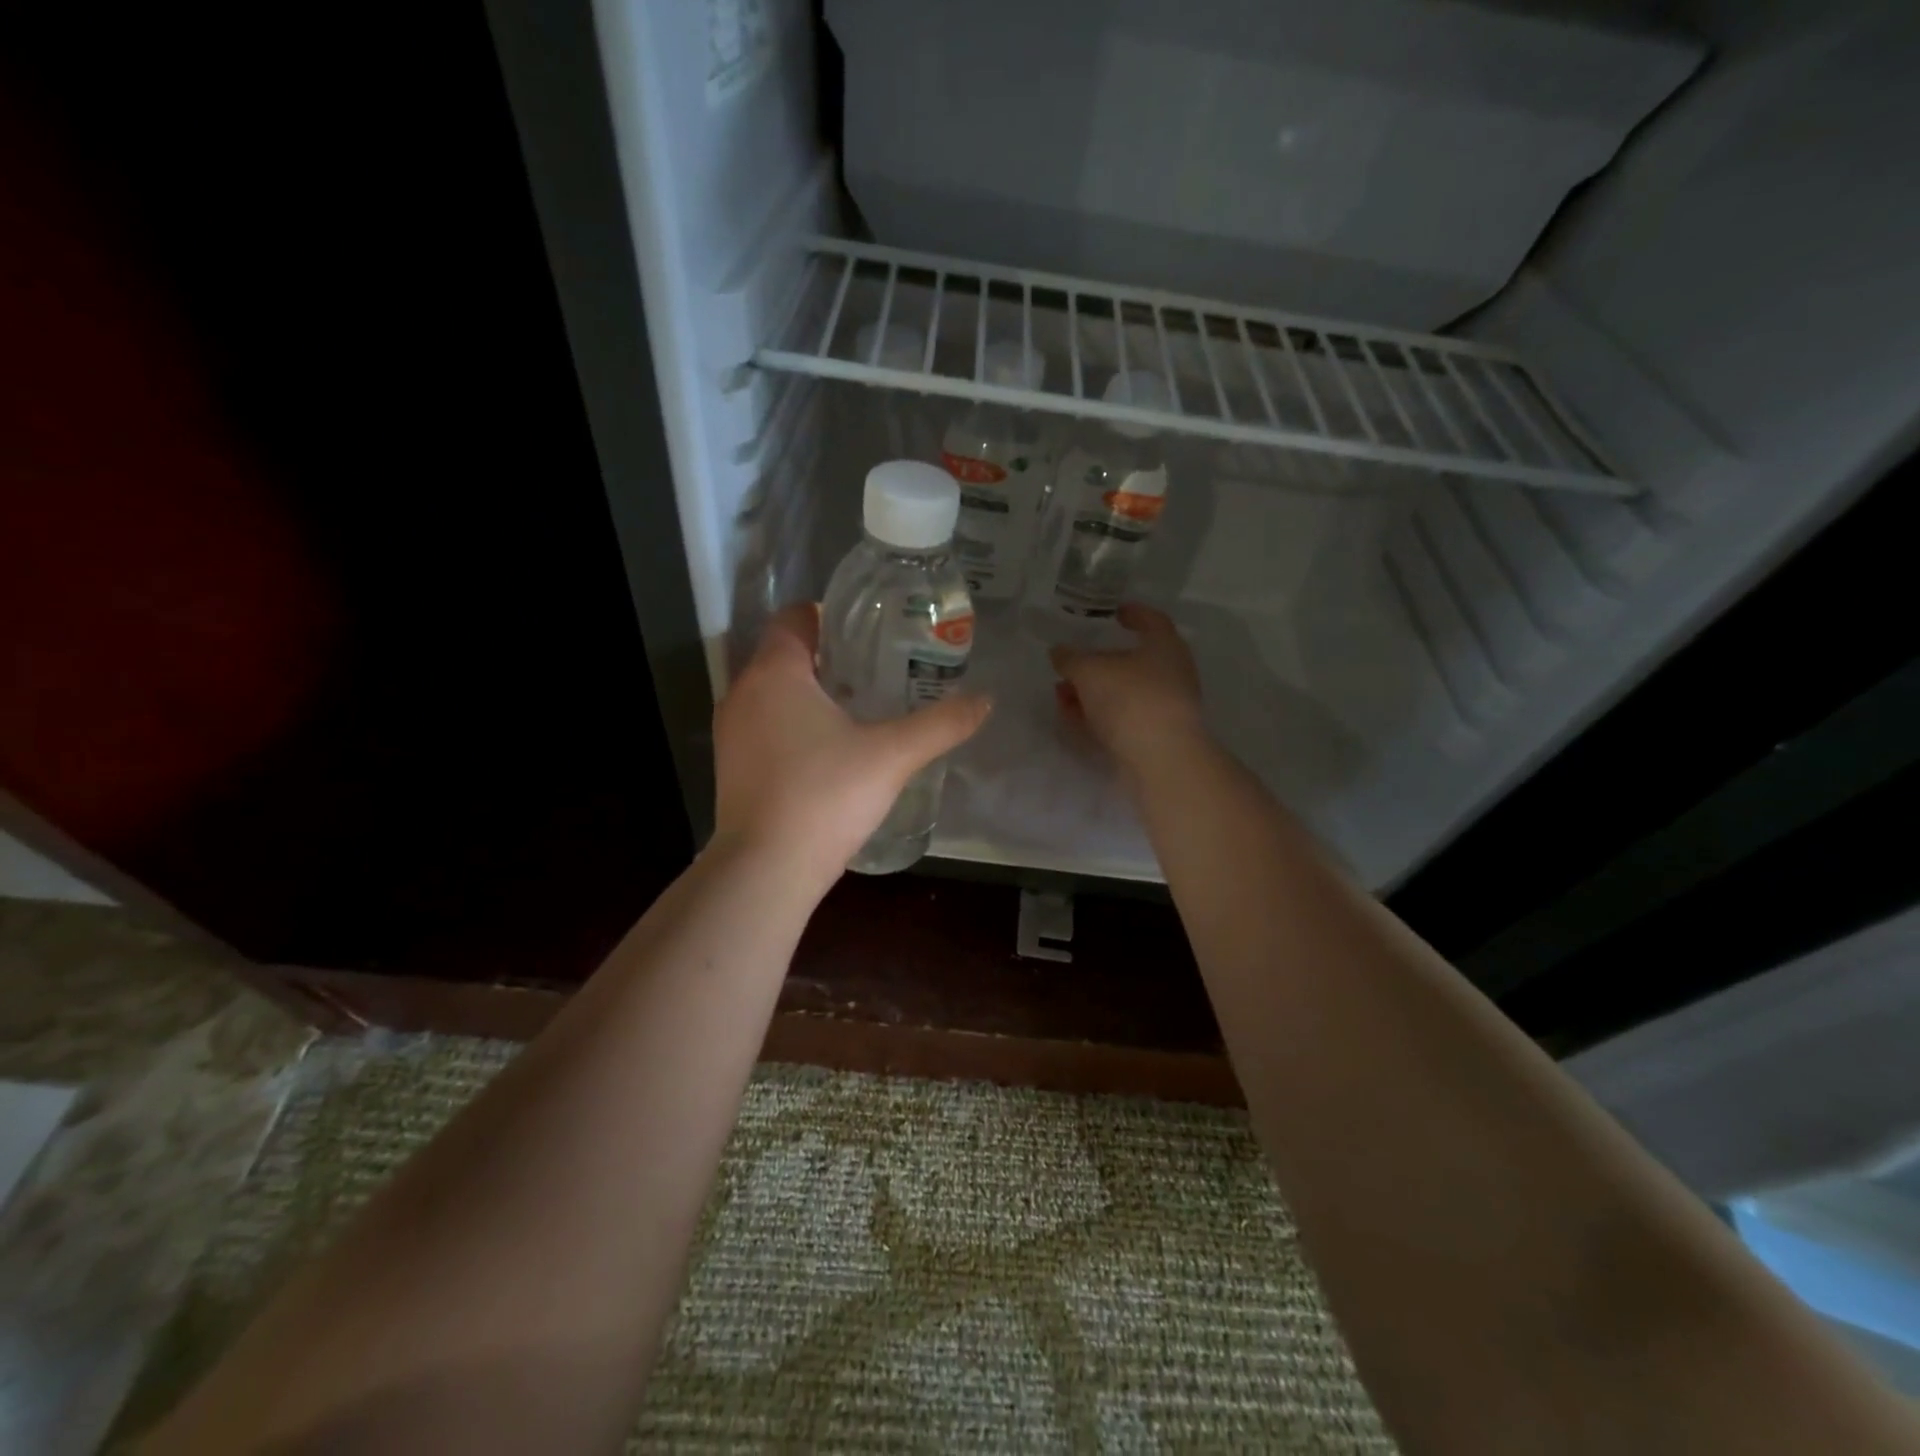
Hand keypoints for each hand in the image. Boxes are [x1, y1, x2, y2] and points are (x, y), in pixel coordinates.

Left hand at [711, 603, 990, 878]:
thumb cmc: (825, 796)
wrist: (765, 870)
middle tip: (875, 668)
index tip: (868, 632)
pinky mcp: (730, 766)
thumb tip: (986, 700)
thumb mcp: (892, 756)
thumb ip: (941, 724)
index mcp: (775, 672)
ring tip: (856, 707)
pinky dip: (791, 723)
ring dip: (807, 692)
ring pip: (771, 692)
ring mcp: (731, 731)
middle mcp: (743, 692)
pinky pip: (763, 725)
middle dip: (827, 656)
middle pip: (783, 653)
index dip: (829, 616)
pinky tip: (827, 750)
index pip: (795, 617)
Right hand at [1050, 603, 1205, 769]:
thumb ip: (1070, 659)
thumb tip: (1059, 652)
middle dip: (1098, 662)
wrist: (1160, 758)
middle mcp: (1170, 673)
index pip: (1152, 620)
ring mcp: (1164, 707)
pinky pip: (1121, 718)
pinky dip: (1098, 714)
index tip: (1115, 612)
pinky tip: (1072, 717)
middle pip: (1132, 661)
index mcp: (1164, 646)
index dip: (1133, 613)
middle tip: (1071, 662)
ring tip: (1061, 693)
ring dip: (1092, 691)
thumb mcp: (1090, 671)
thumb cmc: (1130, 698)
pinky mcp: (1154, 736)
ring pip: (1123, 692)